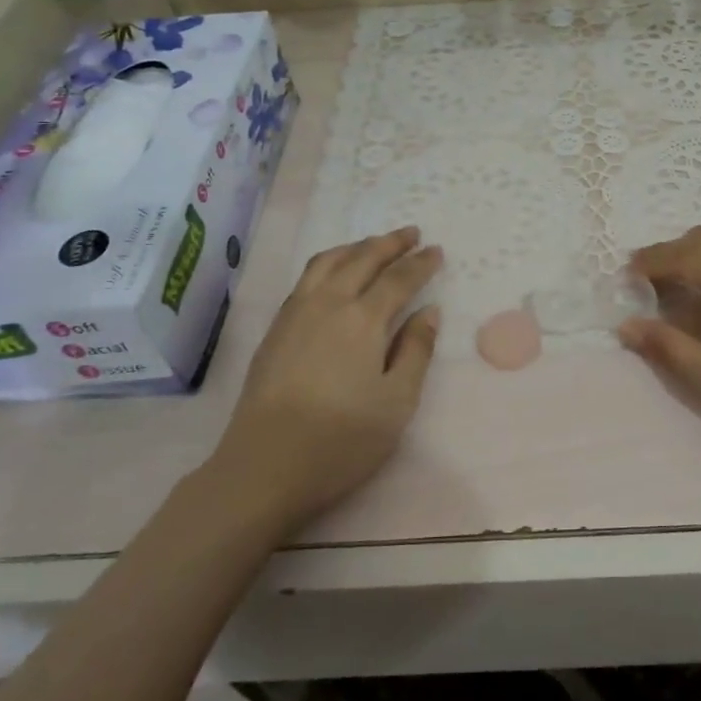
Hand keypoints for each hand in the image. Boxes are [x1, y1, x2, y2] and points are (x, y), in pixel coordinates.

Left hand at [207, 227, 441, 533]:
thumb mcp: (396, 402)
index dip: (420, 263)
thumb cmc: (341, 440)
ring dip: (356, 247)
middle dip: (390, 243)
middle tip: (412, 233)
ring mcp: (295, 313)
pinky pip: (306, 277)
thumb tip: (429, 311)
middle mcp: (328, 304)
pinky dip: (329, 262)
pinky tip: (333, 274)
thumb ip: (416, 351)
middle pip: (362, 259)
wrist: (264, 467)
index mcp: (363, 320)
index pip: (398, 278)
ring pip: (328, 262)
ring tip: (374, 245)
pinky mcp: (275, 329)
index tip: (437, 250)